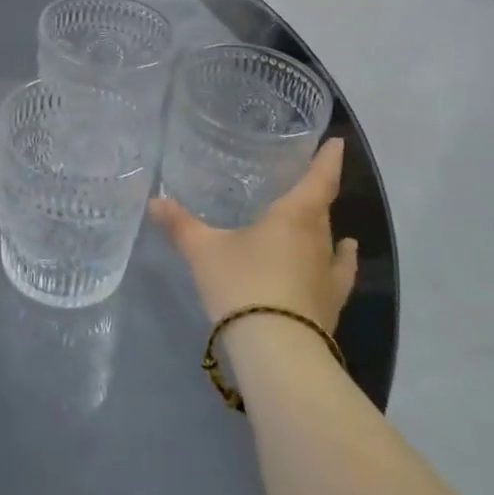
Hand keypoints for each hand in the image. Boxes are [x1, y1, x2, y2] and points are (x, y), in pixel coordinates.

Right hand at [149, 137, 357, 331]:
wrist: (276, 351)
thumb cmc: (242, 285)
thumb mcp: (203, 251)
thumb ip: (180, 225)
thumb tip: (154, 201)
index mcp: (294, 216)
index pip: (318, 179)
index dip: (327, 160)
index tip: (337, 143)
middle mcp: (318, 240)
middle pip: (322, 209)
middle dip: (315, 194)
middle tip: (303, 182)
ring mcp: (329, 275)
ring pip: (329, 242)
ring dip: (325, 230)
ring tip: (324, 222)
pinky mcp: (330, 305)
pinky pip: (338, 273)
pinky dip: (338, 262)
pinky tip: (339, 260)